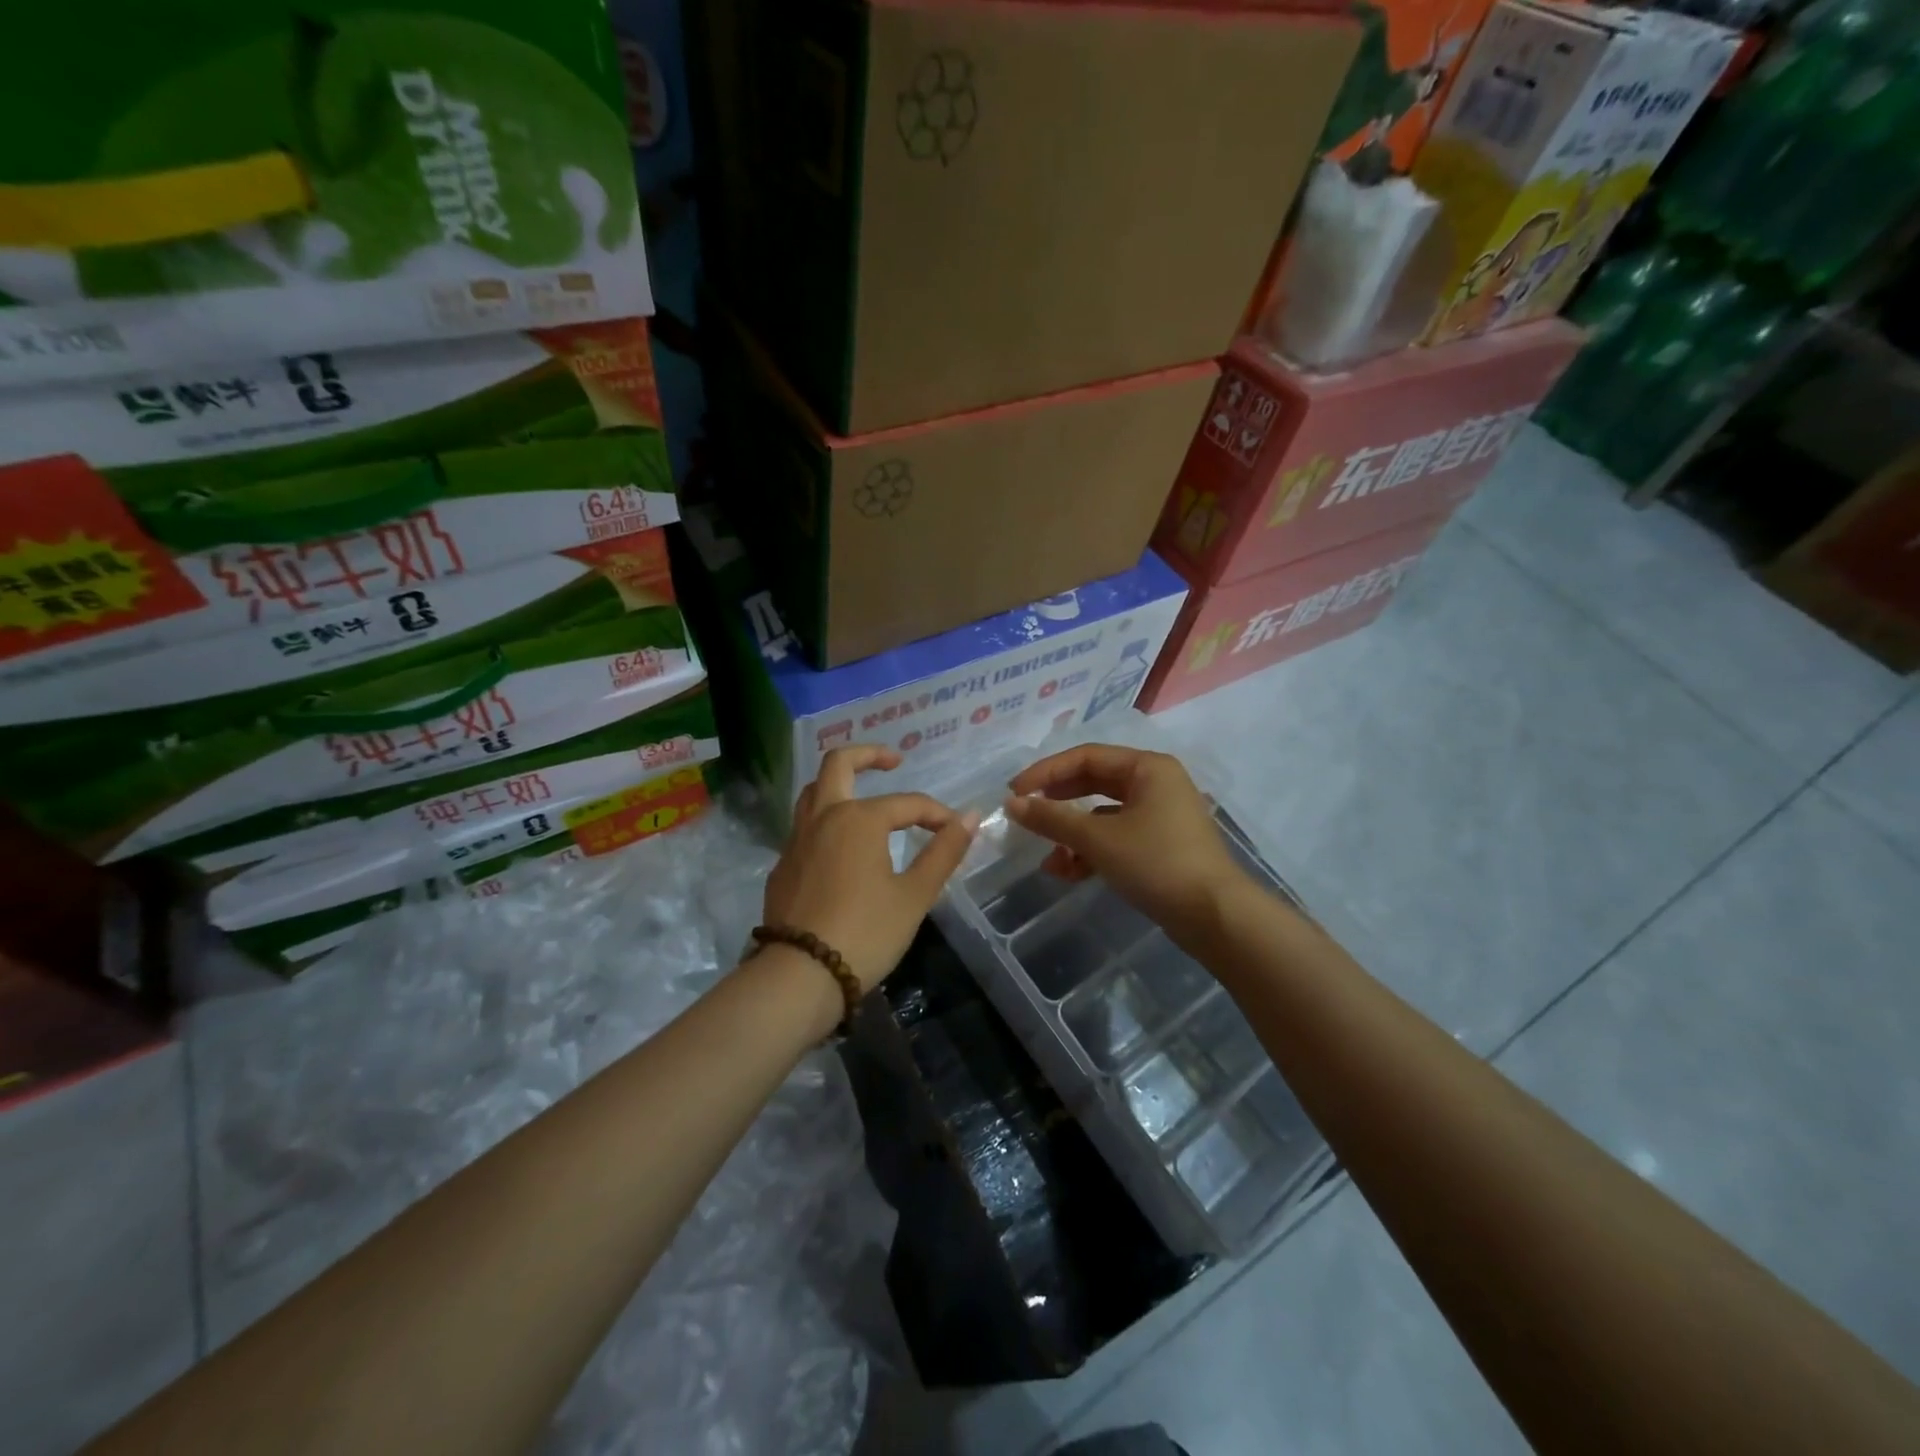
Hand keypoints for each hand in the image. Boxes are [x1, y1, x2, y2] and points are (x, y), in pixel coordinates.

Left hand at [762, 746, 978, 993]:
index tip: (955, 830)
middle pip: (839, 764)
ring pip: (813, 791)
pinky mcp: (783, 865)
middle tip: (894, 760)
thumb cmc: (866, 932)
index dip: (936, 814)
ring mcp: (796, 840)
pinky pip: (804, 825)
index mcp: (859, 819)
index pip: (907, 803)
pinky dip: (826, 818)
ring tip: (863, 793)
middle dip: (869, 755)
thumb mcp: (914, 895)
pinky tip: (842, 844)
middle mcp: (824, 817)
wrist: (800, 975)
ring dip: (839, 782)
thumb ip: (943, 852)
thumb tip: (970, 816)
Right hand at [1004, 744, 1250, 944]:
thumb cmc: (1157, 863)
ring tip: (1048, 860)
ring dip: (1072, 835)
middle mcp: (1156, 783)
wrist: (1215, 917)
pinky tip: (1069, 873)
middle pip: (1094, 783)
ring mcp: (1160, 815)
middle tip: (1025, 816)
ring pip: (1103, 814)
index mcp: (1147, 768)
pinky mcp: (1161, 845)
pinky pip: (1117, 837)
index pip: (1086, 757)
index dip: (1046, 772)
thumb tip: (1012, 804)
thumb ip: (1052, 818)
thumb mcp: (1098, 839)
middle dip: (1058, 803)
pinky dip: (1092, 851)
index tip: (1014, 793)